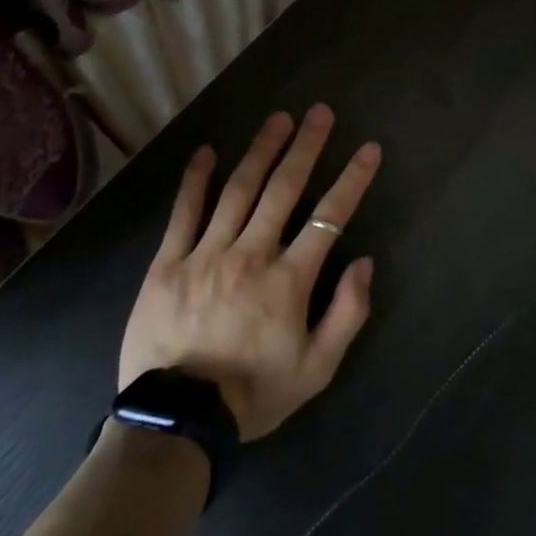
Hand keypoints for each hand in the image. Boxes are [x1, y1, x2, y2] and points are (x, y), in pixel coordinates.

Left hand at [118, 105, 380, 439]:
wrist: (176, 422)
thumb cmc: (254, 394)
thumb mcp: (317, 368)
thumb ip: (347, 314)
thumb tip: (364, 262)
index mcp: (289, 280)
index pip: (329, 218)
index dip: (352, 180)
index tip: (368, 149)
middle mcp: (250, 255)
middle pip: (284, 189)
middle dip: (306, 147)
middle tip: (320, 112)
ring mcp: (206, 255)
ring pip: (238, 191)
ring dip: (261, 151)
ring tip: (278, 119)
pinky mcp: (168, 264)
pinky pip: (184, 213)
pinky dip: (196, 180)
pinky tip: (207, 152)